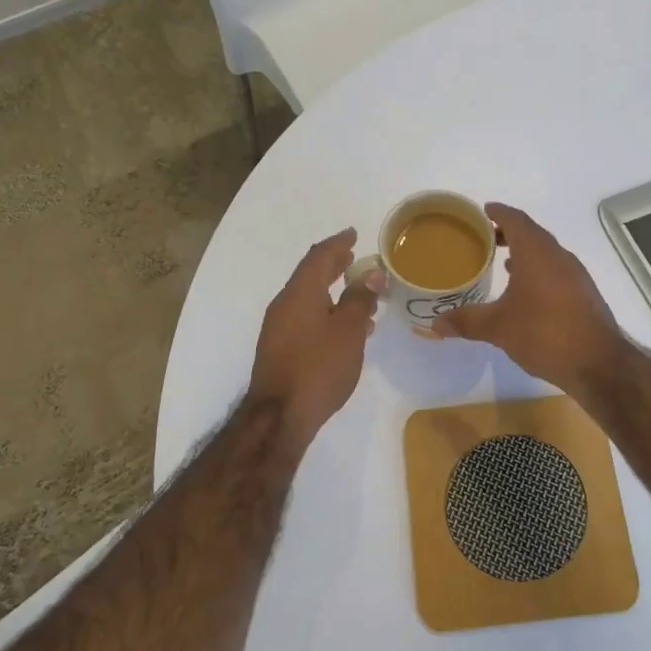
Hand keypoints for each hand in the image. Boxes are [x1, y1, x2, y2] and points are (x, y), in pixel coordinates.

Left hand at [248, 228, 380, 448]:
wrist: (280, 416)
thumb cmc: (319, 367)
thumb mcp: (348, 330)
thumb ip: (360, 299)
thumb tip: (371, 274)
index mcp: (300, 292)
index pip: (319, 256)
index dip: (337, 243)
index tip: (353, 233)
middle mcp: (284, 304)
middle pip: (310, 275)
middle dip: (333, 264)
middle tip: (353, 257)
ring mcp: (279, 328)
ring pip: (309, 299)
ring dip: (332, 291)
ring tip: (358, 293)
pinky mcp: (280, 349)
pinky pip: (305, 318)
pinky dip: (326, 312)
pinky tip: (344, 328)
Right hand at [432, 203, 625, 392]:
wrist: (598, 363)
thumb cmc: (545, 333)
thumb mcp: (498, 328)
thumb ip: (466, 321)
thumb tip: (434, 325)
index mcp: (536, 253)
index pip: (516, 220)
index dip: (499, 212)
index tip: (483, 211)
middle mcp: (558, 256)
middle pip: (532, 233)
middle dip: (509, 231)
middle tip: (485, 238)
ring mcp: (575, 274)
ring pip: (546, 252)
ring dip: (525, 251)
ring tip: (502, 262)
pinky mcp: (584, 293)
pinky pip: (556, 269)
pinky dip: (538, 269)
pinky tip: (527, 291)